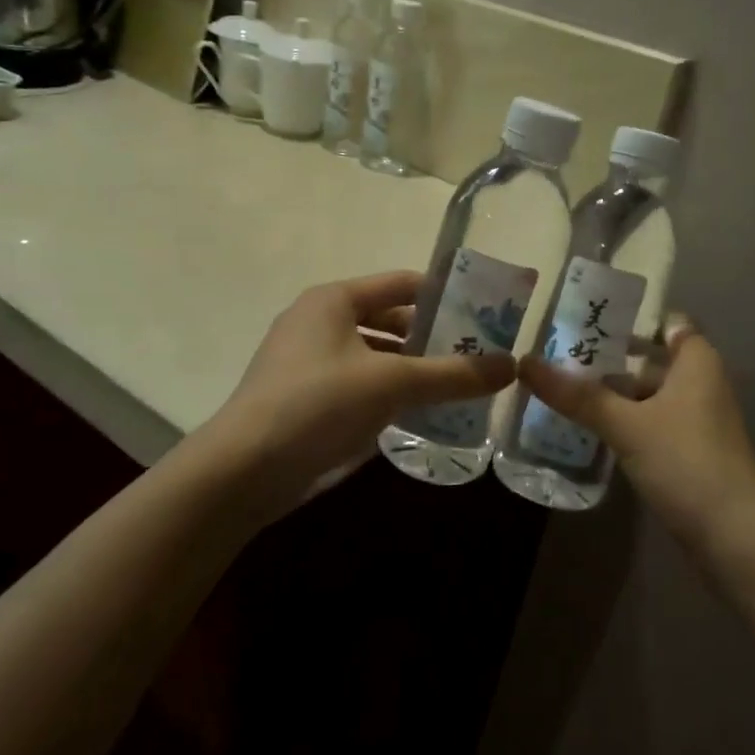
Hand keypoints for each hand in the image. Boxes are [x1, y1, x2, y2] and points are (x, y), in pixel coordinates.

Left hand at [207, 270, 515, 512]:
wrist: (243, 470)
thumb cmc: (317, 405)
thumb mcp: (392, 384)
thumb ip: (453, 374)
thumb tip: (511, 366)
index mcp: (333, 300)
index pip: (401, 283)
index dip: (444, 294)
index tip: (485, 312)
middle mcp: (319, 322)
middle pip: (389, 319)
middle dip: (432, 336)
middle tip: (479, 354)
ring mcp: (308, 362)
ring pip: (375, 355)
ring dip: (412, 367)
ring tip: (458, 384)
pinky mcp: (305, 398)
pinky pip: (360, 383)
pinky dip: (389, 392)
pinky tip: (419, 412)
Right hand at [518, 321, 754, 571]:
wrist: (735, 536)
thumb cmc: (685, 462)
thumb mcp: (626, 425)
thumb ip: (578, 395)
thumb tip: (524, 364)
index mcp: (696, 362)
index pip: (667, 323)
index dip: (632, 318)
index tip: (588, 318)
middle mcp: (700, 384)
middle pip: (651, 359)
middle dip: (609, 358)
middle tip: (558, 354)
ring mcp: (695, 420)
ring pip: (648, 395)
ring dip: (612, 393)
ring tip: (563, 389)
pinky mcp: (689, 452)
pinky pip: (651, 423)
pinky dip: (623, 421)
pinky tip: (588, 427)